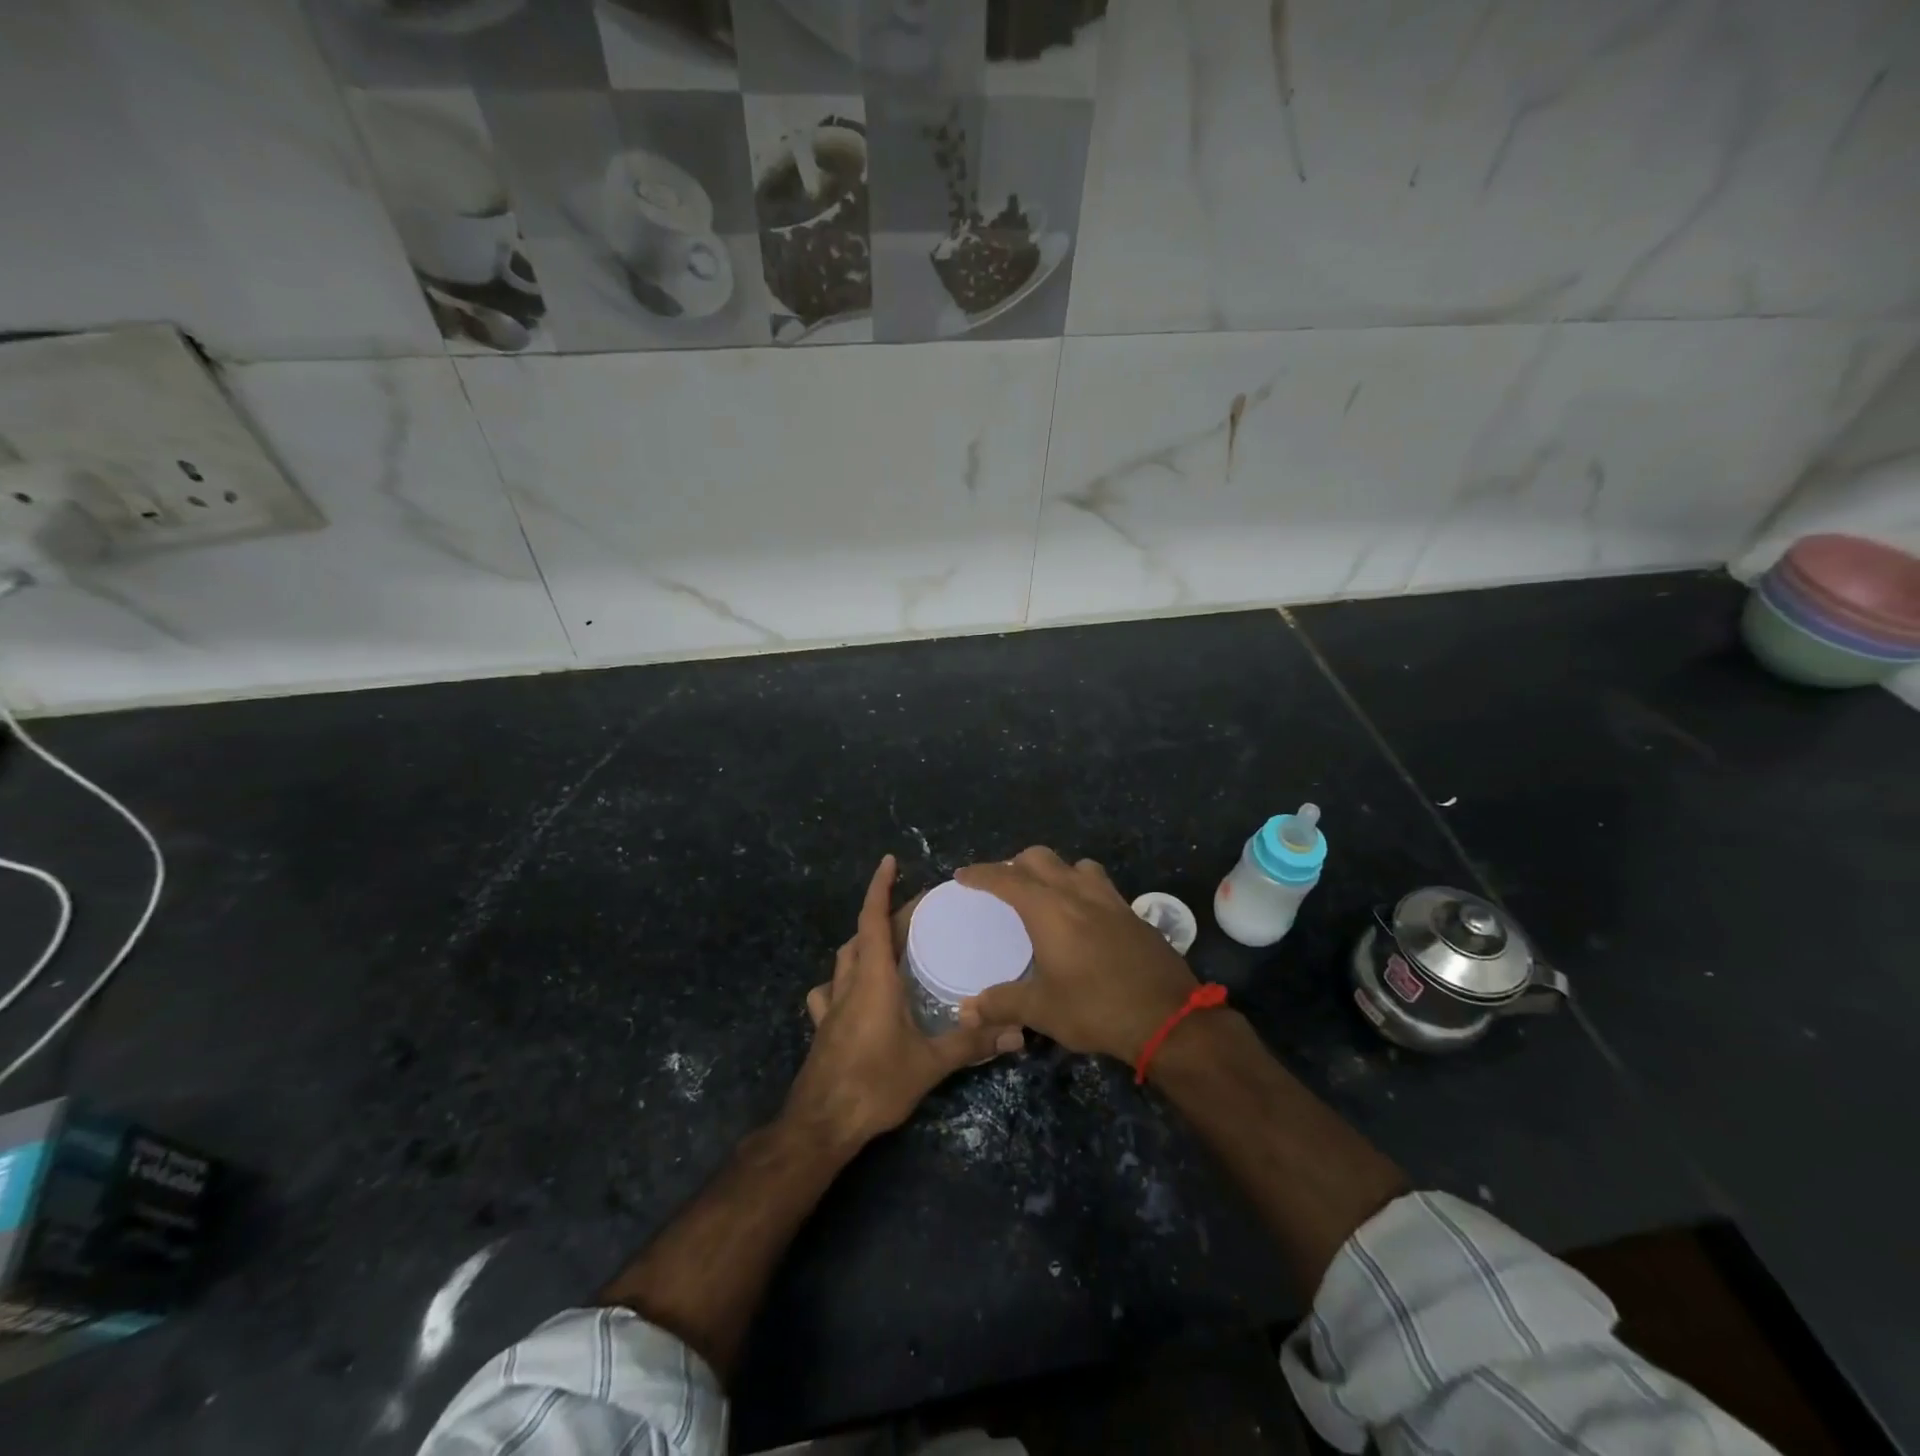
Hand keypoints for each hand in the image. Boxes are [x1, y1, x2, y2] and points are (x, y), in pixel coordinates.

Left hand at [786, 855, 1023, 1150]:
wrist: (820, 1125)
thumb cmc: (873, 1084)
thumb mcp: (929, 1064)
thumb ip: (971, 1044)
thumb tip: (1017, 1032)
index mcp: (873, 979)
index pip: (873, 919)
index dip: (880, 887)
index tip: (889, 861)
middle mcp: (849, 983)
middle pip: (863, 935)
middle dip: (885, 916)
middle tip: (917, 913)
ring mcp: (831, 1005)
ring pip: (844, 959)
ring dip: (864, 943)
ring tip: (890, 945)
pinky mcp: (823, 1027)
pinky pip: (830, 991)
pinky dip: (843, 980)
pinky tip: (854, 992)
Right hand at [955, 847, 1197, 1063]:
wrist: (1168, 1017)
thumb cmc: (1096, 1008)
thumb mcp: (1042, 1011)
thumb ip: (1002, 1004)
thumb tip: (965, 1011)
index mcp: (1049, 909)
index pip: (1006, 878)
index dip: (981, 874)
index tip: (963, 875)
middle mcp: (1077, 893)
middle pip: (1040, 858)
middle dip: (1016, 865)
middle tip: (1002, 886)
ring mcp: (1110, 900)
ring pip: (1075, 865)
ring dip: (1054, 871)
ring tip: (1045, 894)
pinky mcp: (1132, 914)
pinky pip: (1099, 885)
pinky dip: (1081, 888)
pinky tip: (1083, 917)